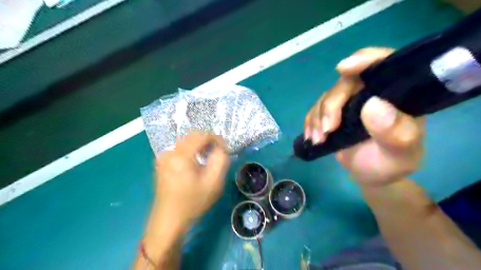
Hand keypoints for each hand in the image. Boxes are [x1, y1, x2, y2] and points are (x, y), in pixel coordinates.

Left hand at [154, 133, 228, 227]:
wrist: (168, 220)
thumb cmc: (192, 203)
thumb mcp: (213, 183)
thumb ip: (221, 160)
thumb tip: (221, 148)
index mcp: (181, 156)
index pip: (201, 135)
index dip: (216, 138)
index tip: (224, 148)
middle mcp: (170, 152)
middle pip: (192, 136)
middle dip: (207, 141)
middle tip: (217, 153)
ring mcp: (163, 157)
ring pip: (185, 142)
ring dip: (198, 146)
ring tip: (207, 158)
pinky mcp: (161, 163)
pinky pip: (178, 149)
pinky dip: (190, 151)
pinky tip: (194, 164)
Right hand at [306, 47, 425, 185]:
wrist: (371, 174)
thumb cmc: (390, 163)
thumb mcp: (400, 154)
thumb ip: (395, 132)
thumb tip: (373, 105)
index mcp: (396, 94)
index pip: (384, 64)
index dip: (364, 60)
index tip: (344, 68)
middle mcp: (371, 91)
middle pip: (345, 83)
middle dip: (331, 106)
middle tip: (327, 131)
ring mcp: (350, 101)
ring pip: (327, 97)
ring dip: (318, 118)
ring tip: (319, 140)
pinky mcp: (333, 112)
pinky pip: (316, 109)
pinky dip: (311, 122)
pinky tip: (312, 136)